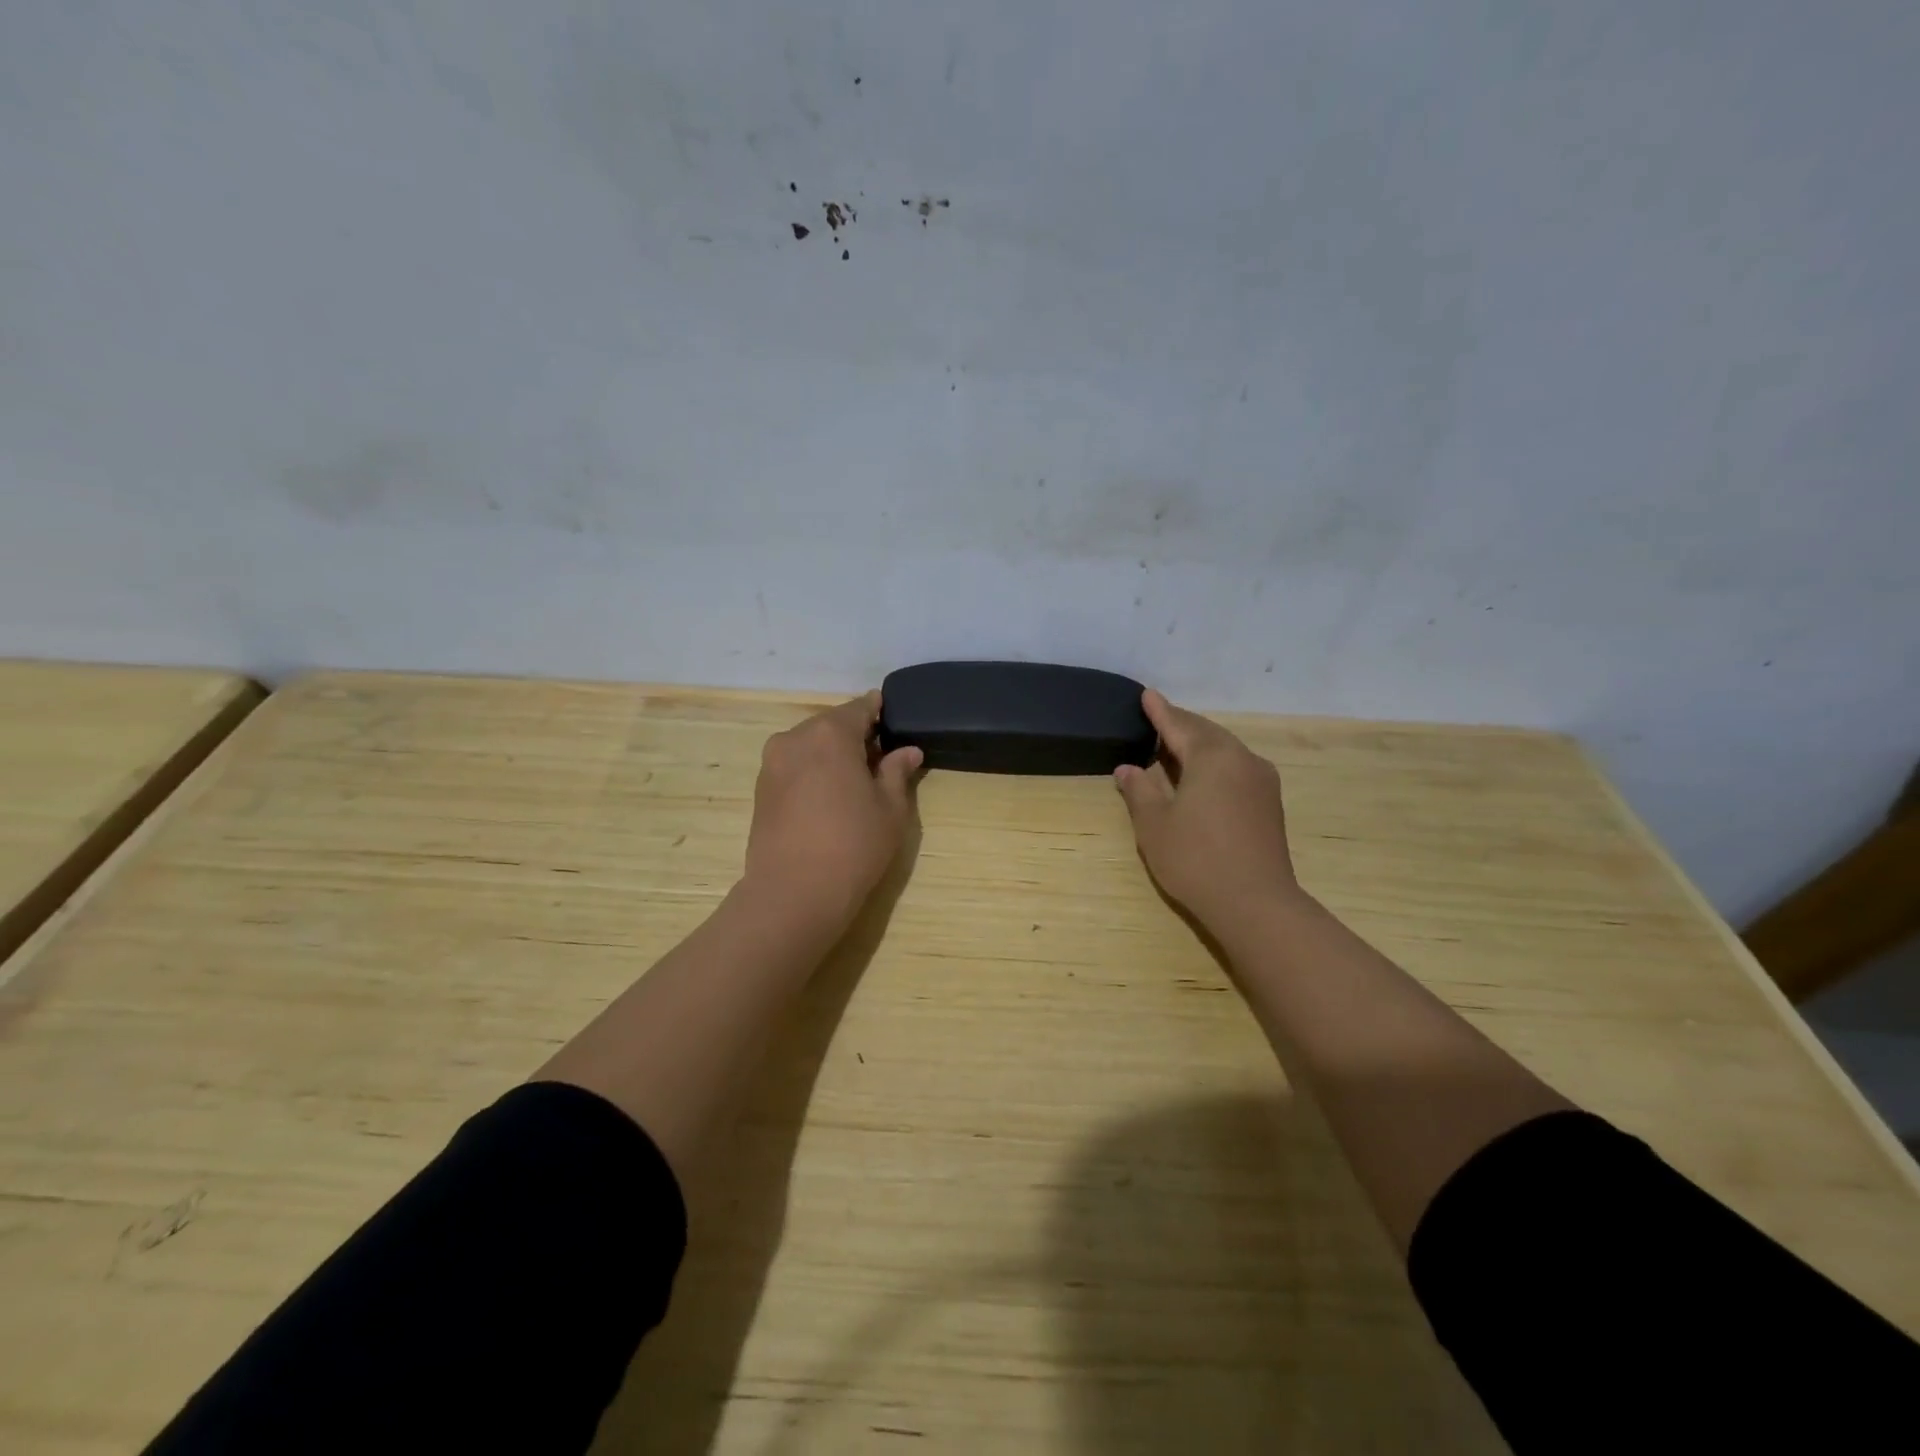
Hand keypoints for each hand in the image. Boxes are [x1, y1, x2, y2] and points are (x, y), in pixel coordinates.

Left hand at [743, 691, 921, 937]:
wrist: (793, 893)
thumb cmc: (853, 845)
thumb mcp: (890, 808)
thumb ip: (897, 772)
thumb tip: (907, 751)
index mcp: (831, 733)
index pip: (860, 708)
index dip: (879, 712)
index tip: (893, 721)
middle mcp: (795, 738)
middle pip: (832, 725)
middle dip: (855, 736)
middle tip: (880, 759)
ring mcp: (772, 763)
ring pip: (810, 745)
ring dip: (831, 755)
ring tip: (854, 783)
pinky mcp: (760, 788)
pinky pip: (794, 766)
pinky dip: (812, 771)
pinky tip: (828, 798)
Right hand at [1115, 690, 1303, 933]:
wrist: (1256, 904)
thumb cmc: (1196, 859)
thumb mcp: (1154, 824)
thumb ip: (1140, 790)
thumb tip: (1128, 768)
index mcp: (1212, 757)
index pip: (1179, 725)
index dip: (1159, 711)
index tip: (1147, 695)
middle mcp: (1242, 759)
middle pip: (1206, 733)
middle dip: (1180, 725)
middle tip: (1157, 718)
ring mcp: (1262, 781)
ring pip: (1225, 750)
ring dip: (1198, 744)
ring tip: (1174, 745)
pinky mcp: (1270, 803)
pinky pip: (1236, 767)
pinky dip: (1214, 763)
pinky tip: (1201, 776)